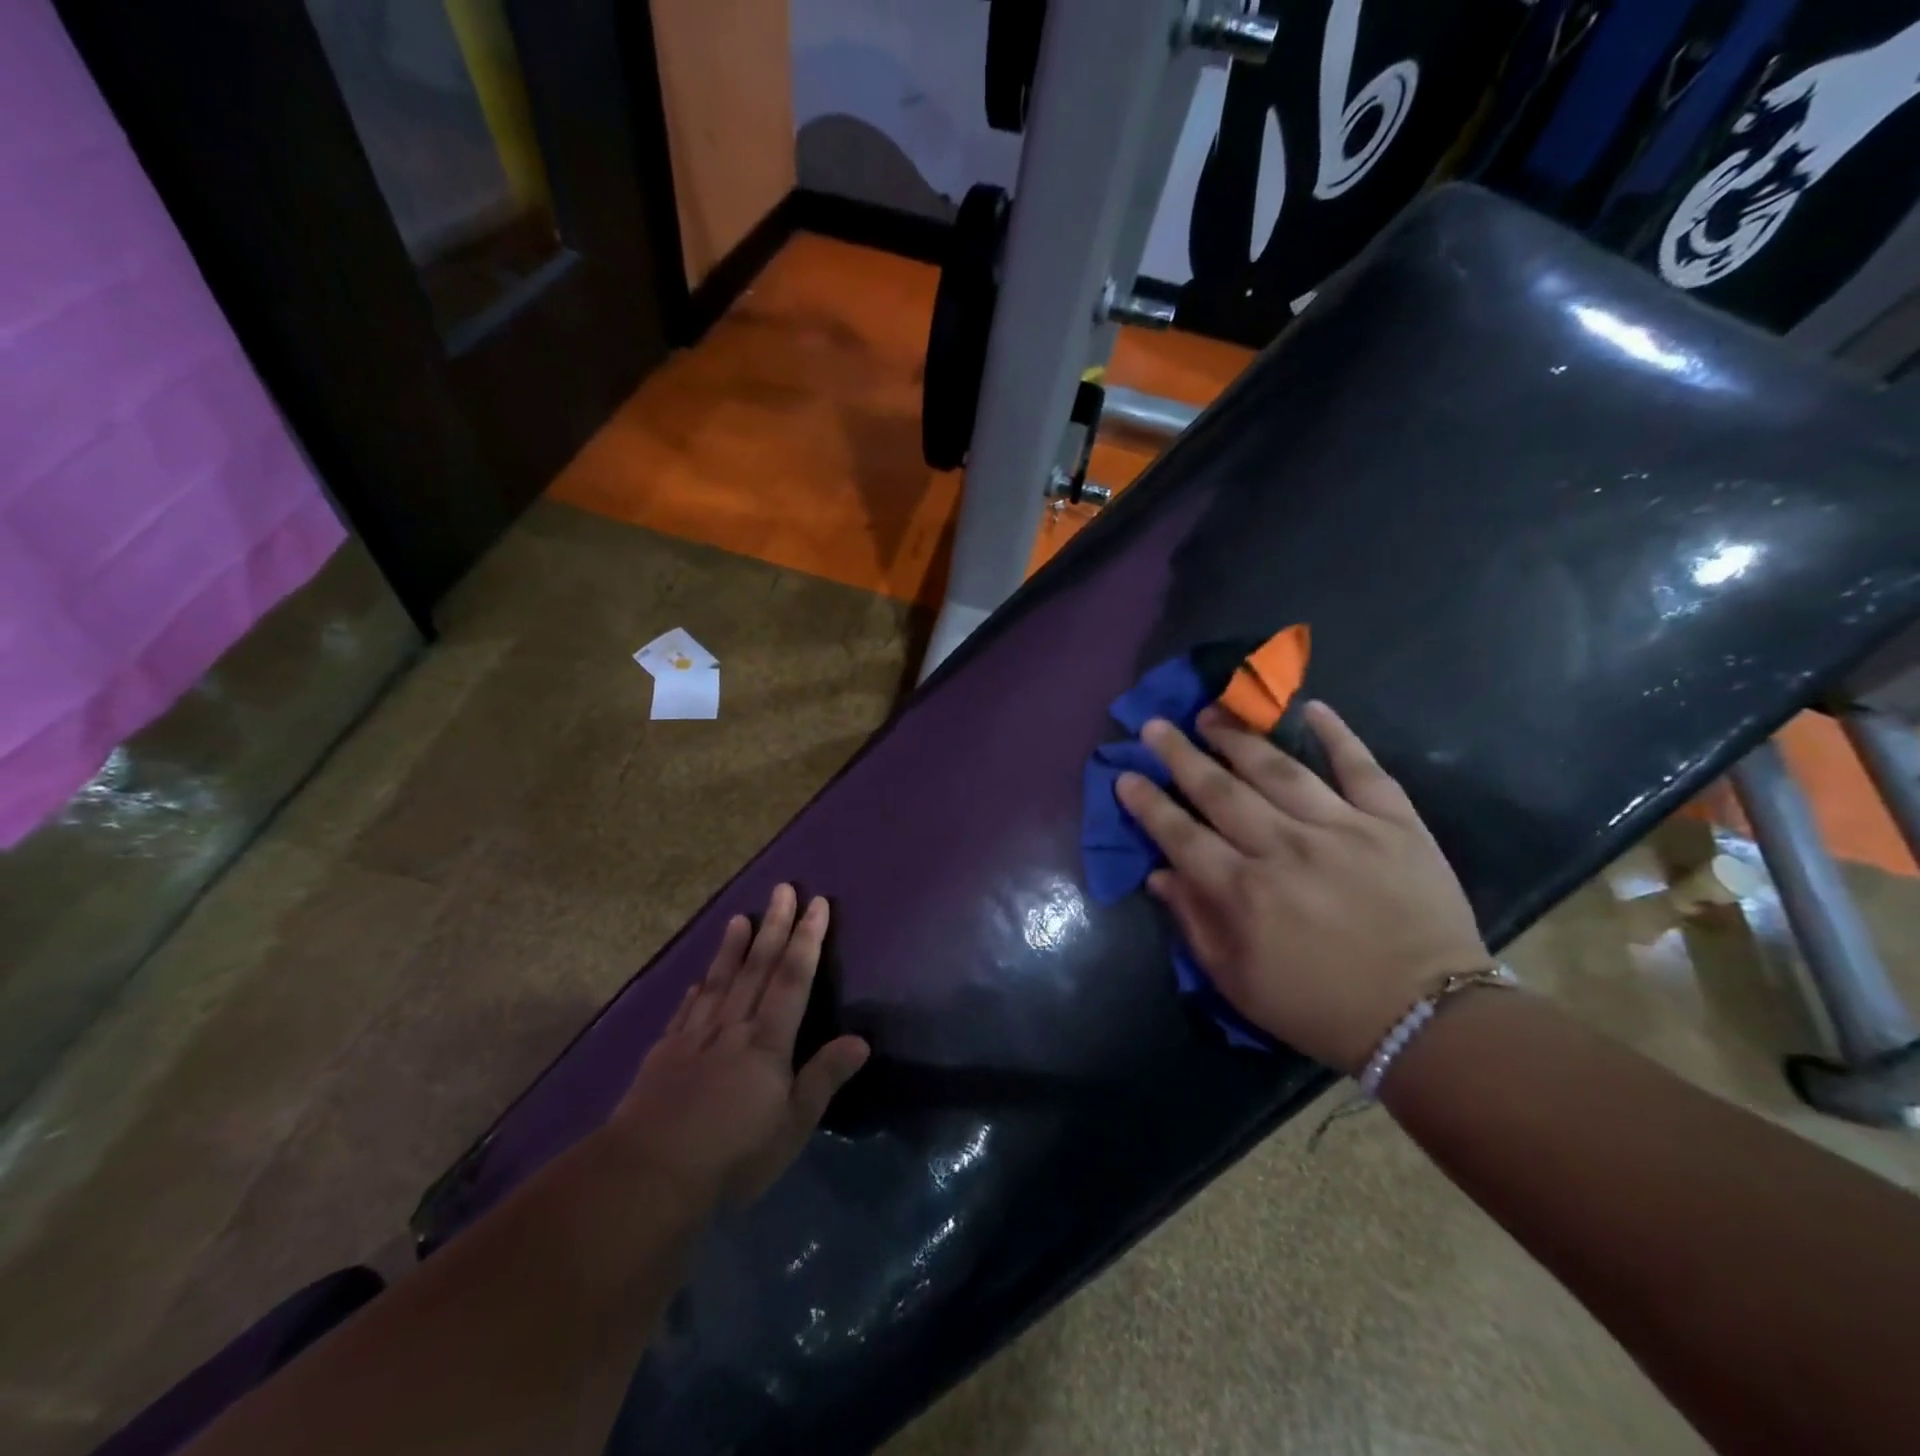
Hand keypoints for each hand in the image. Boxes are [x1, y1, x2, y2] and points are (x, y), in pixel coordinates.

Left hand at [611, 885, 869, 1208]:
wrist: (648, 1176)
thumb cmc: (732, 1155)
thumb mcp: (792, 1126)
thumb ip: (823, 1078)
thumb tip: (861, 1040)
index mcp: (767, 1042)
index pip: (794, 979)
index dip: (807, 939)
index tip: (817, 904)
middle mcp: (733, 1028)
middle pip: (757, 968)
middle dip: (775, 926)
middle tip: (783, 888)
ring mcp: (694, 1038)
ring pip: (719, 981)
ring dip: (732, 947)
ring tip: (740, 917)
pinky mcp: (664, 1056)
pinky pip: (684, 1013)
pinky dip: (695, 992)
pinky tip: (697, 981)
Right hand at [1115, 701, 1486, 1073]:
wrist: (1430, 1019)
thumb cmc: (1321, 1007)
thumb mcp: (1239, 982)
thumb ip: (1194, 923)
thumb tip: (1158, 874)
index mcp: (1243, 892)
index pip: (1181, 835)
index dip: (1148, 804)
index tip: (1125, 775)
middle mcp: (1284, 849)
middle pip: (1220, 790)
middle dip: (1180, 755)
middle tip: (1154, 726)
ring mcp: (1342, 829)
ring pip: (1278, 770)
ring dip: (1238, 738)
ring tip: (1212, 714)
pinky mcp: (1394, 823)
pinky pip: (1361, 768)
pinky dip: (1337, 735)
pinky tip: (1311, 708)